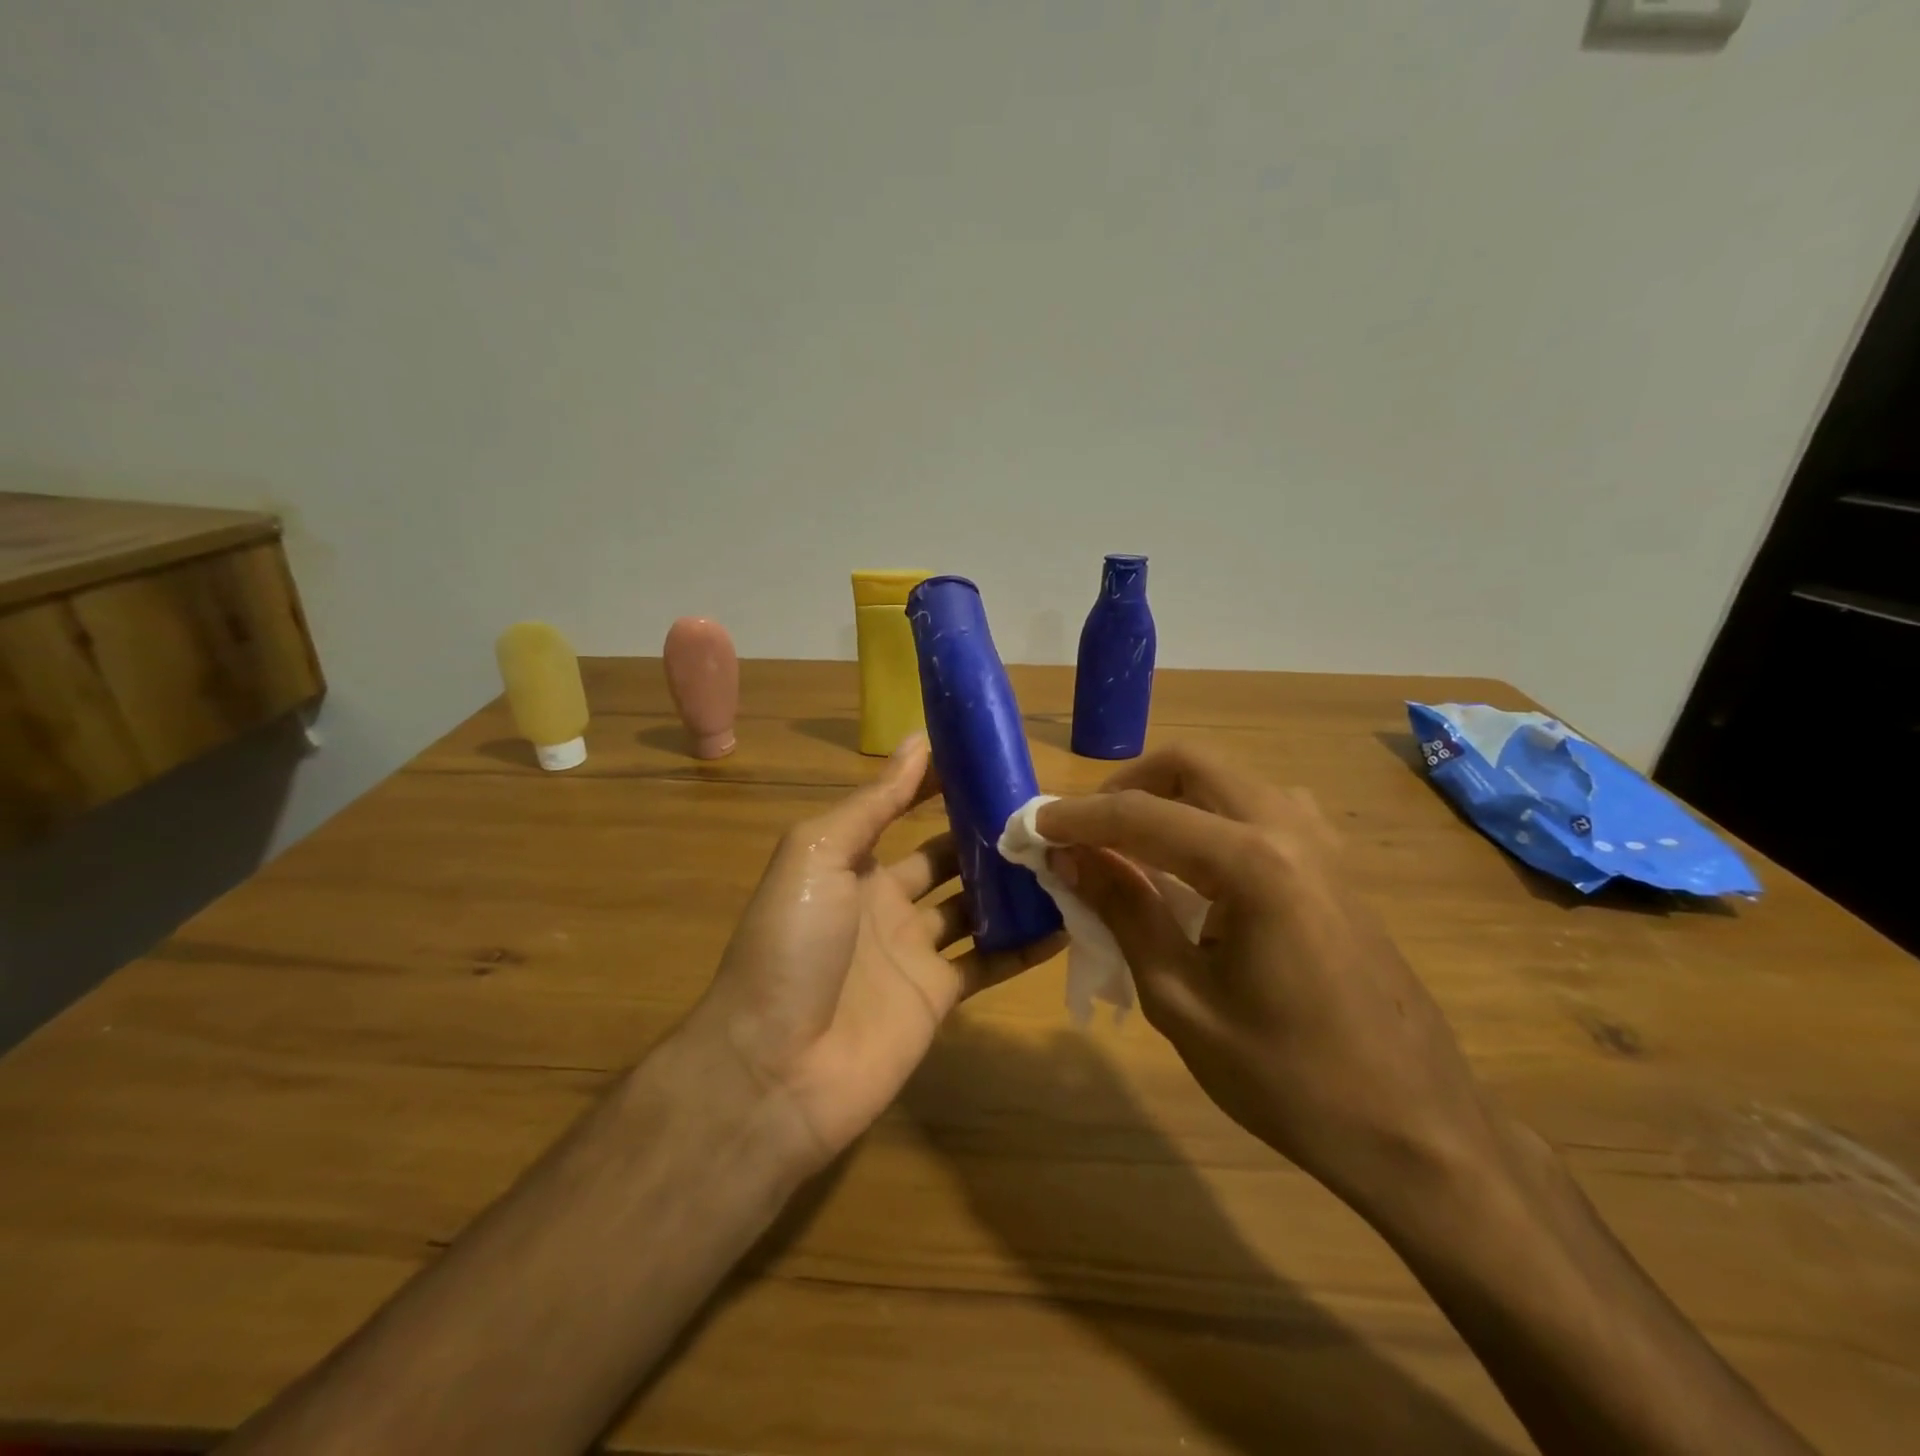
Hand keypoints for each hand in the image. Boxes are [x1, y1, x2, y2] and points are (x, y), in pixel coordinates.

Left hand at [684, 734, 1061, 1175]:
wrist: (775, 1069)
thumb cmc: (792, 945)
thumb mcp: (819, 855)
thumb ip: (873, 803)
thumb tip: (918, 741)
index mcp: (852, 862)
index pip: (904, 808)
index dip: (942, 784)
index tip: (992, 759)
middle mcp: (885, 902)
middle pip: (948, 857)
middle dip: (988, 833)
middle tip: (1044, 811)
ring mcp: (913, 952)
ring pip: (976, 907)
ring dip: (1013, 885)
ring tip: (1067, 855)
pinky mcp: (937, 997)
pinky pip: (990, 962)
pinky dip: (1026, 945)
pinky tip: (1068, 922)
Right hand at [1036, 744, 1498, 1219]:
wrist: (1417, 1129)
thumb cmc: (1288, 1078)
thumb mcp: (1181, 1000)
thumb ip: (1123, 910)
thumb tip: (1069, 857)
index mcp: (1252, 862)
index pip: (1141, 814)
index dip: (1077, 818)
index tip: (1032, 828)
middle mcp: (1290, 828)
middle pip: (1190, 765)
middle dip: (1126, 786)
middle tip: (1084, 831)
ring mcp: (1321, 842)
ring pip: (1226, 781)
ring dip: (1169, 797)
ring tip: (1129, 848)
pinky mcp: (1334, 864)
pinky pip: (1257, 810)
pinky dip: (1208, 817)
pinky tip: (1192, 870)